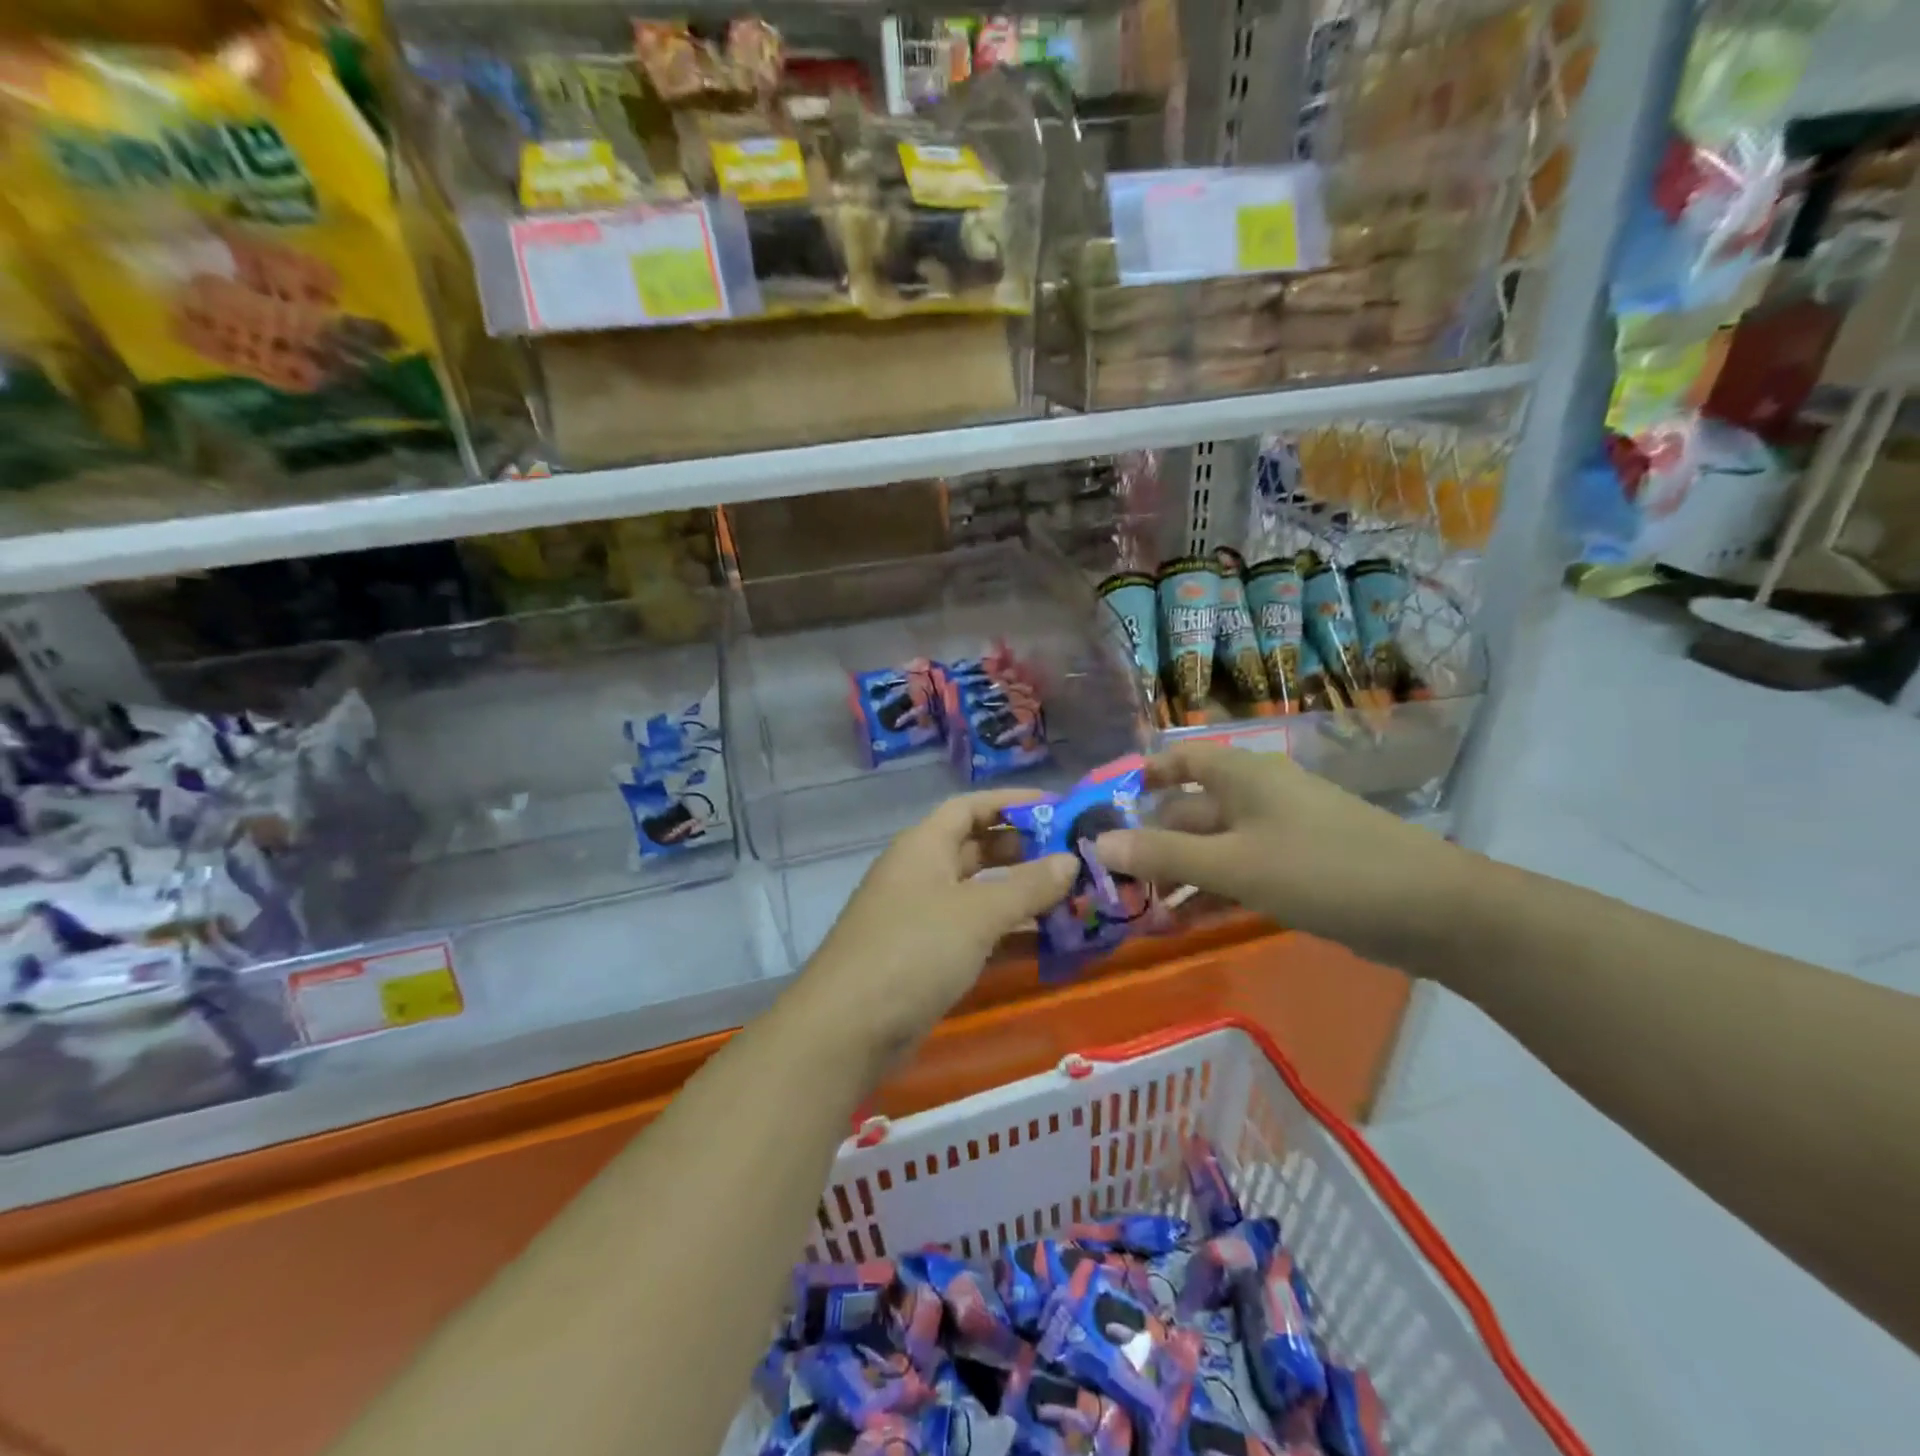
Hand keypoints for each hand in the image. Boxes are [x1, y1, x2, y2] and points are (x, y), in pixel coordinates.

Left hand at [806, 789, 1078, 1055]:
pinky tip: (1049, 944)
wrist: (848, 1029)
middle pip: (977, 848)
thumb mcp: (978, 913)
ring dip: (1022, 896)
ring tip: (1074, 899)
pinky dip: (1008, 934)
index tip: (1059, 808)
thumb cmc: (914, 950)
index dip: (1012, 802)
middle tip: (1074, 858)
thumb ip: (1028, 886)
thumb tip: (1071, 860)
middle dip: (1024, 850)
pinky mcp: (926, 958)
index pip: (970, 806)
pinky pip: (975, 933)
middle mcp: (921, 873)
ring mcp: (921, 917)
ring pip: (979, 894)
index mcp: (924, 846)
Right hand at [1089, 744, 1466, 955]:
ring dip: (1179, 876)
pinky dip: (1211, 892)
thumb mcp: (1235, 864)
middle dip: (1152, 843)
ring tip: (1143, 911)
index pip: (1180, 760)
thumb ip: (1164, 854)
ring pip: (1213, 848)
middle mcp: (1256, 796)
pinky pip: (1240, 873)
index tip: (1108, 809)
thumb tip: (1098, 843)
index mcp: (1242, 775)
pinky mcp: (1297, 869)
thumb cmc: (1322, 870)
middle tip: (1114, 881)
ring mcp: (1278, 834)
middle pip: (1189, 811)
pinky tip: (1185, 922)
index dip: (1144, 777)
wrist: (1429, 910)